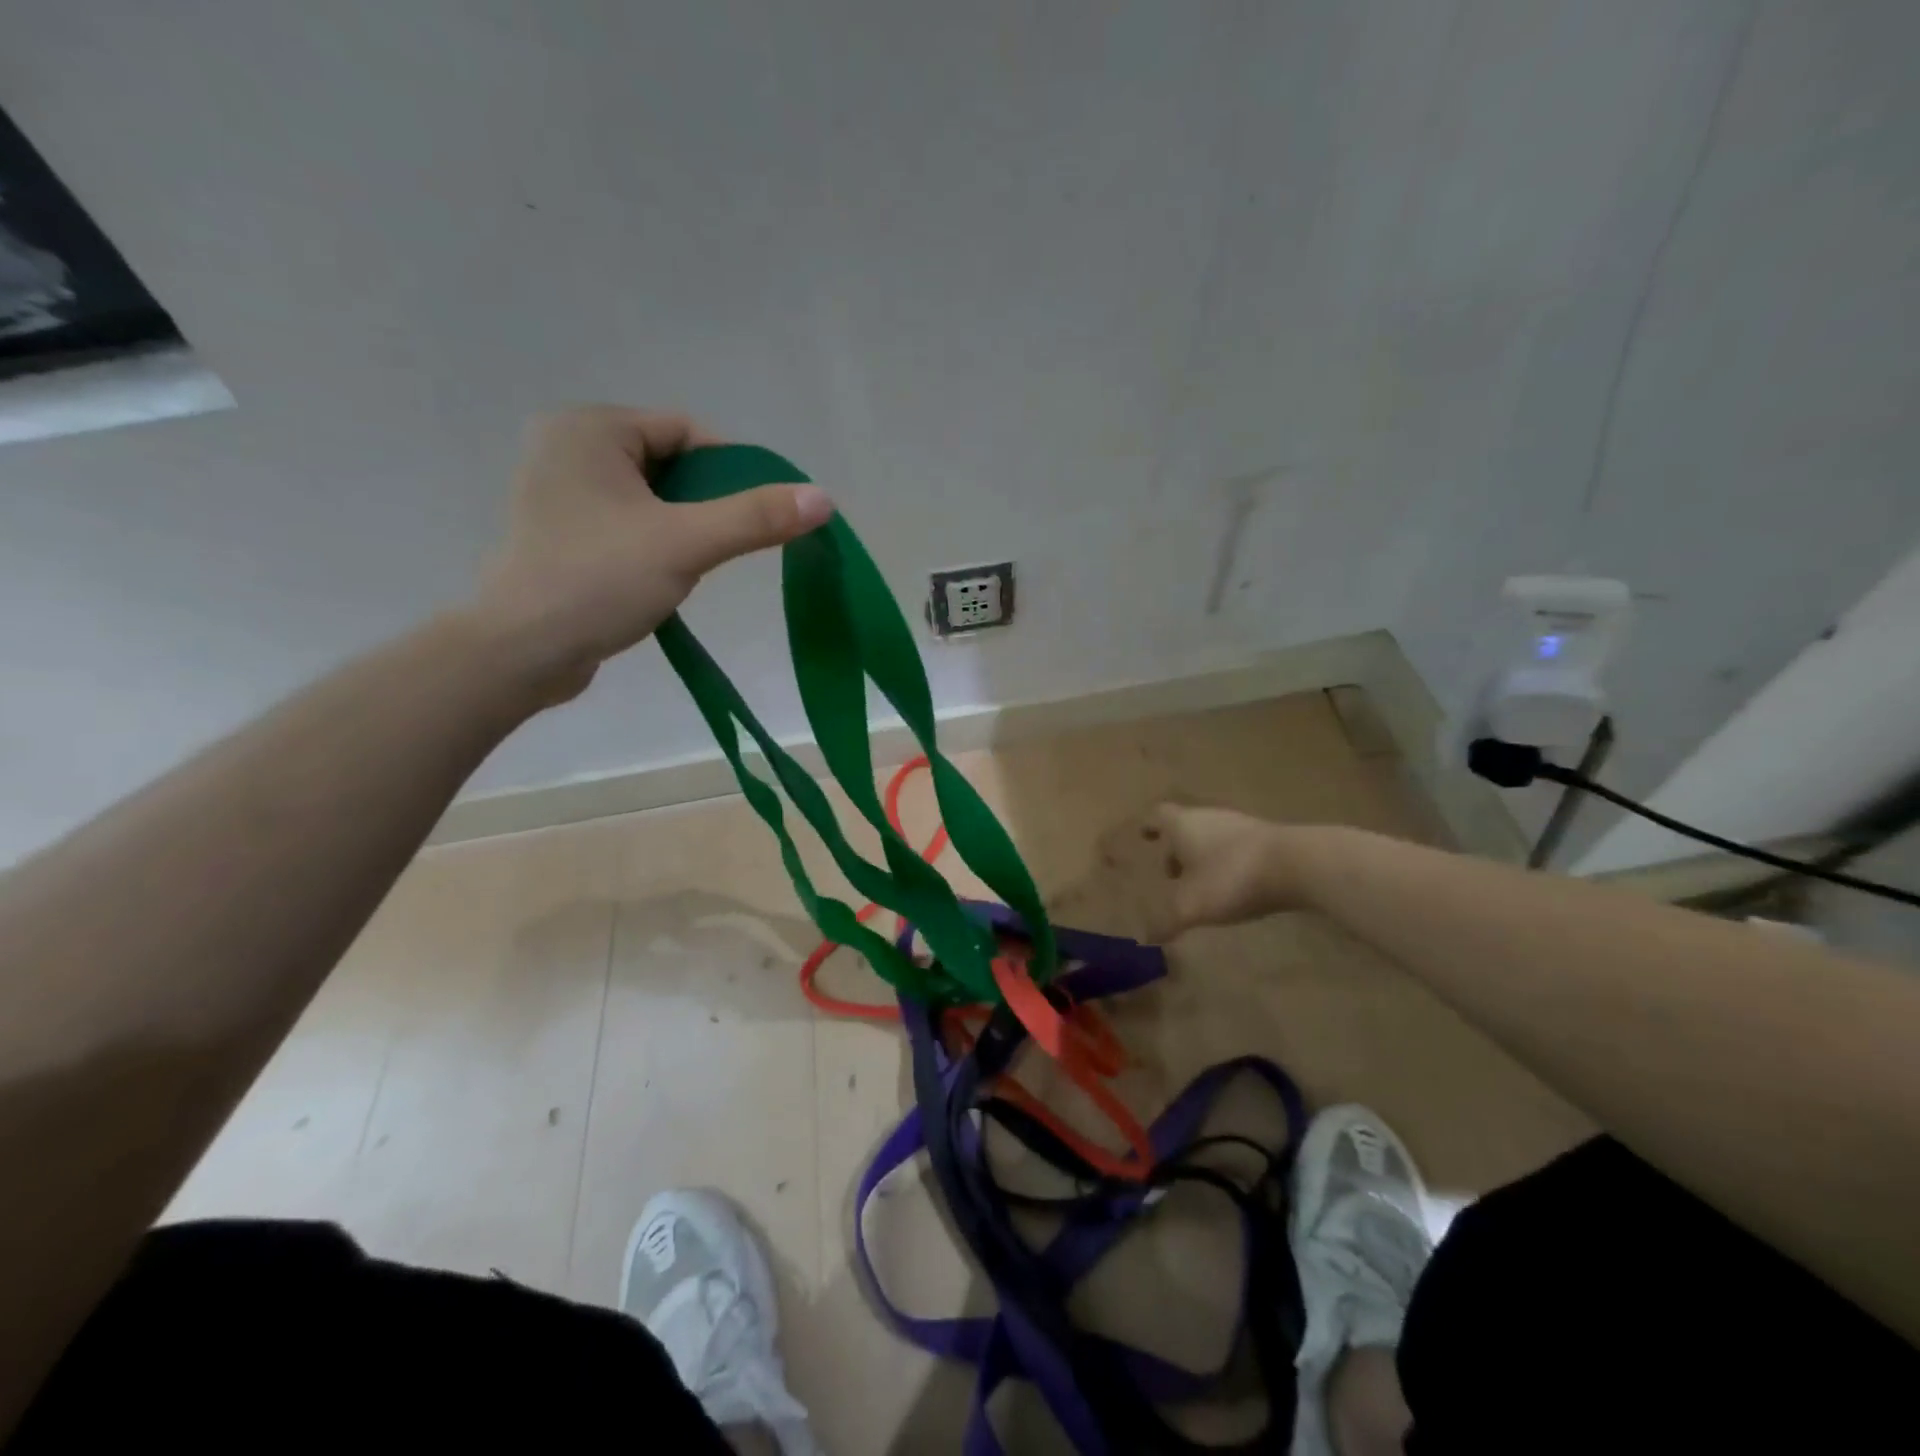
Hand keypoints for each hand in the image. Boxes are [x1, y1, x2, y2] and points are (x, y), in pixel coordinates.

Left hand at [475, 406, 832, 703]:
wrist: (522, 651)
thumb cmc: (599, 580)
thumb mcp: (687, 543)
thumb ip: (756, 517)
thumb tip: (824, 498)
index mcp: (588, 428)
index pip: (685, 431)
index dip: (732, 469)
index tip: (760, 514)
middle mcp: (565, 446)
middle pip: (669, 462)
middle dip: (706, 502)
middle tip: (725, 544)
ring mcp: (556, 491)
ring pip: (649, 496)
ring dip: (682, 526)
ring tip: (692, 564)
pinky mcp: (558, 532)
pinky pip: (625, 521)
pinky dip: (653, 541)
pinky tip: (661, 576)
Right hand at [1098, 803, 1297, 941]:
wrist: (1296, 864)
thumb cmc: (1231, 877)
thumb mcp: (1192, 907)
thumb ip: (1167, 922)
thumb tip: (1148, 937)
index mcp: (1182, 825)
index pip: (1158, 816)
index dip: (1149, 826)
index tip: (1144, 836)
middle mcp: (1208, 817)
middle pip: (1185, 826)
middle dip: (1176, 848)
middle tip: (1171, 873)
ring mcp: (1241, 825)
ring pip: (1212, 835)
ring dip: (1203, 855)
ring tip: (1202, 883)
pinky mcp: (1267, 838)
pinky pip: (1237, 846)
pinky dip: (1228, 861)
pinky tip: (1234, 884)